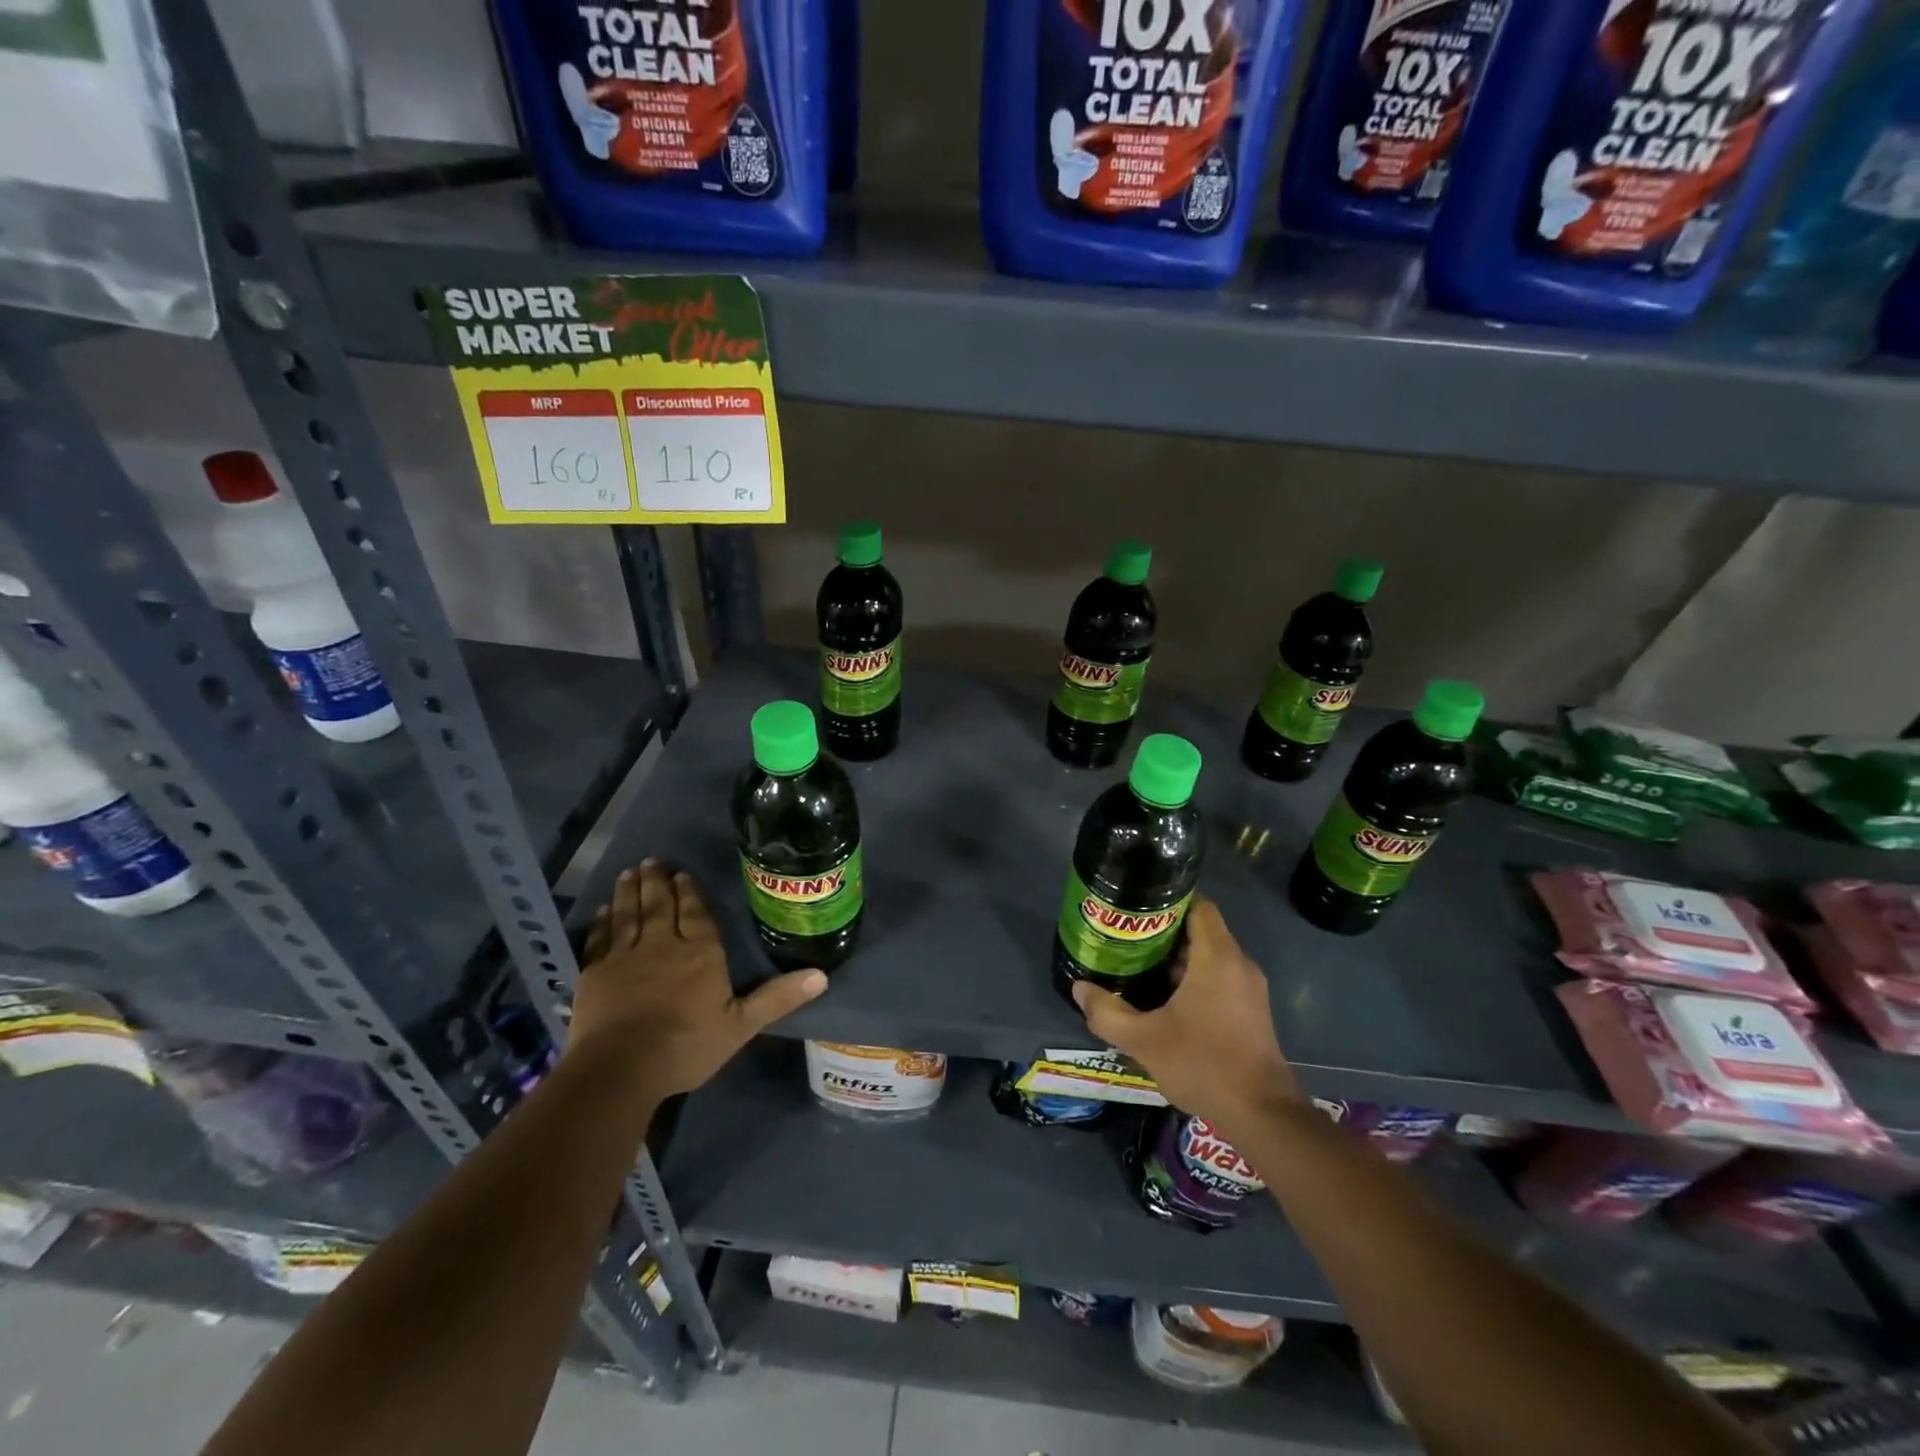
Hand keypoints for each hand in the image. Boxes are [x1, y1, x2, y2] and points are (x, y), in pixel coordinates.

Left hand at [570, 860, 825, 1097]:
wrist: (622, 1068)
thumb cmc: (687, 1045)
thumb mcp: (741, 1025)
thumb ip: (777, 998)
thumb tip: (822, 975)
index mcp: (700, 953)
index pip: (695, 914)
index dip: (690, 892)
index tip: (682, 873)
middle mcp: (663, 945)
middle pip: (660, 905)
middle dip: (658, 882)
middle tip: (652, 861)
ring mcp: (625, 957)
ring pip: (628, 915)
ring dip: (628, 892)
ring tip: (628, 872)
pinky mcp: (595, 974)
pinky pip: (599, 939)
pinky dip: (601, 923)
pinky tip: (602, 911)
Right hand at [1072, 897, 1298, 1127]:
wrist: (1262, 1114)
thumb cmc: (1203, 1064)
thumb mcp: (1143, 1040)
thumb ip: (1107, 1012)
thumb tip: (1079, 989)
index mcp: (1217, 957)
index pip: (1198, 905)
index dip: (1168, 900)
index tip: (1137, 908)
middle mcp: (1238, 964)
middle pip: (1200, 930)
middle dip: (1164, 931)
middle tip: (1127, 938)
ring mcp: (1249, 988)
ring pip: (1210, 955)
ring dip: (1178, 958)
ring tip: (1139, 965)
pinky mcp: (1252, 1010)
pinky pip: (1220, 977)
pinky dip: (1194, 978)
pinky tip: (1165, 999)